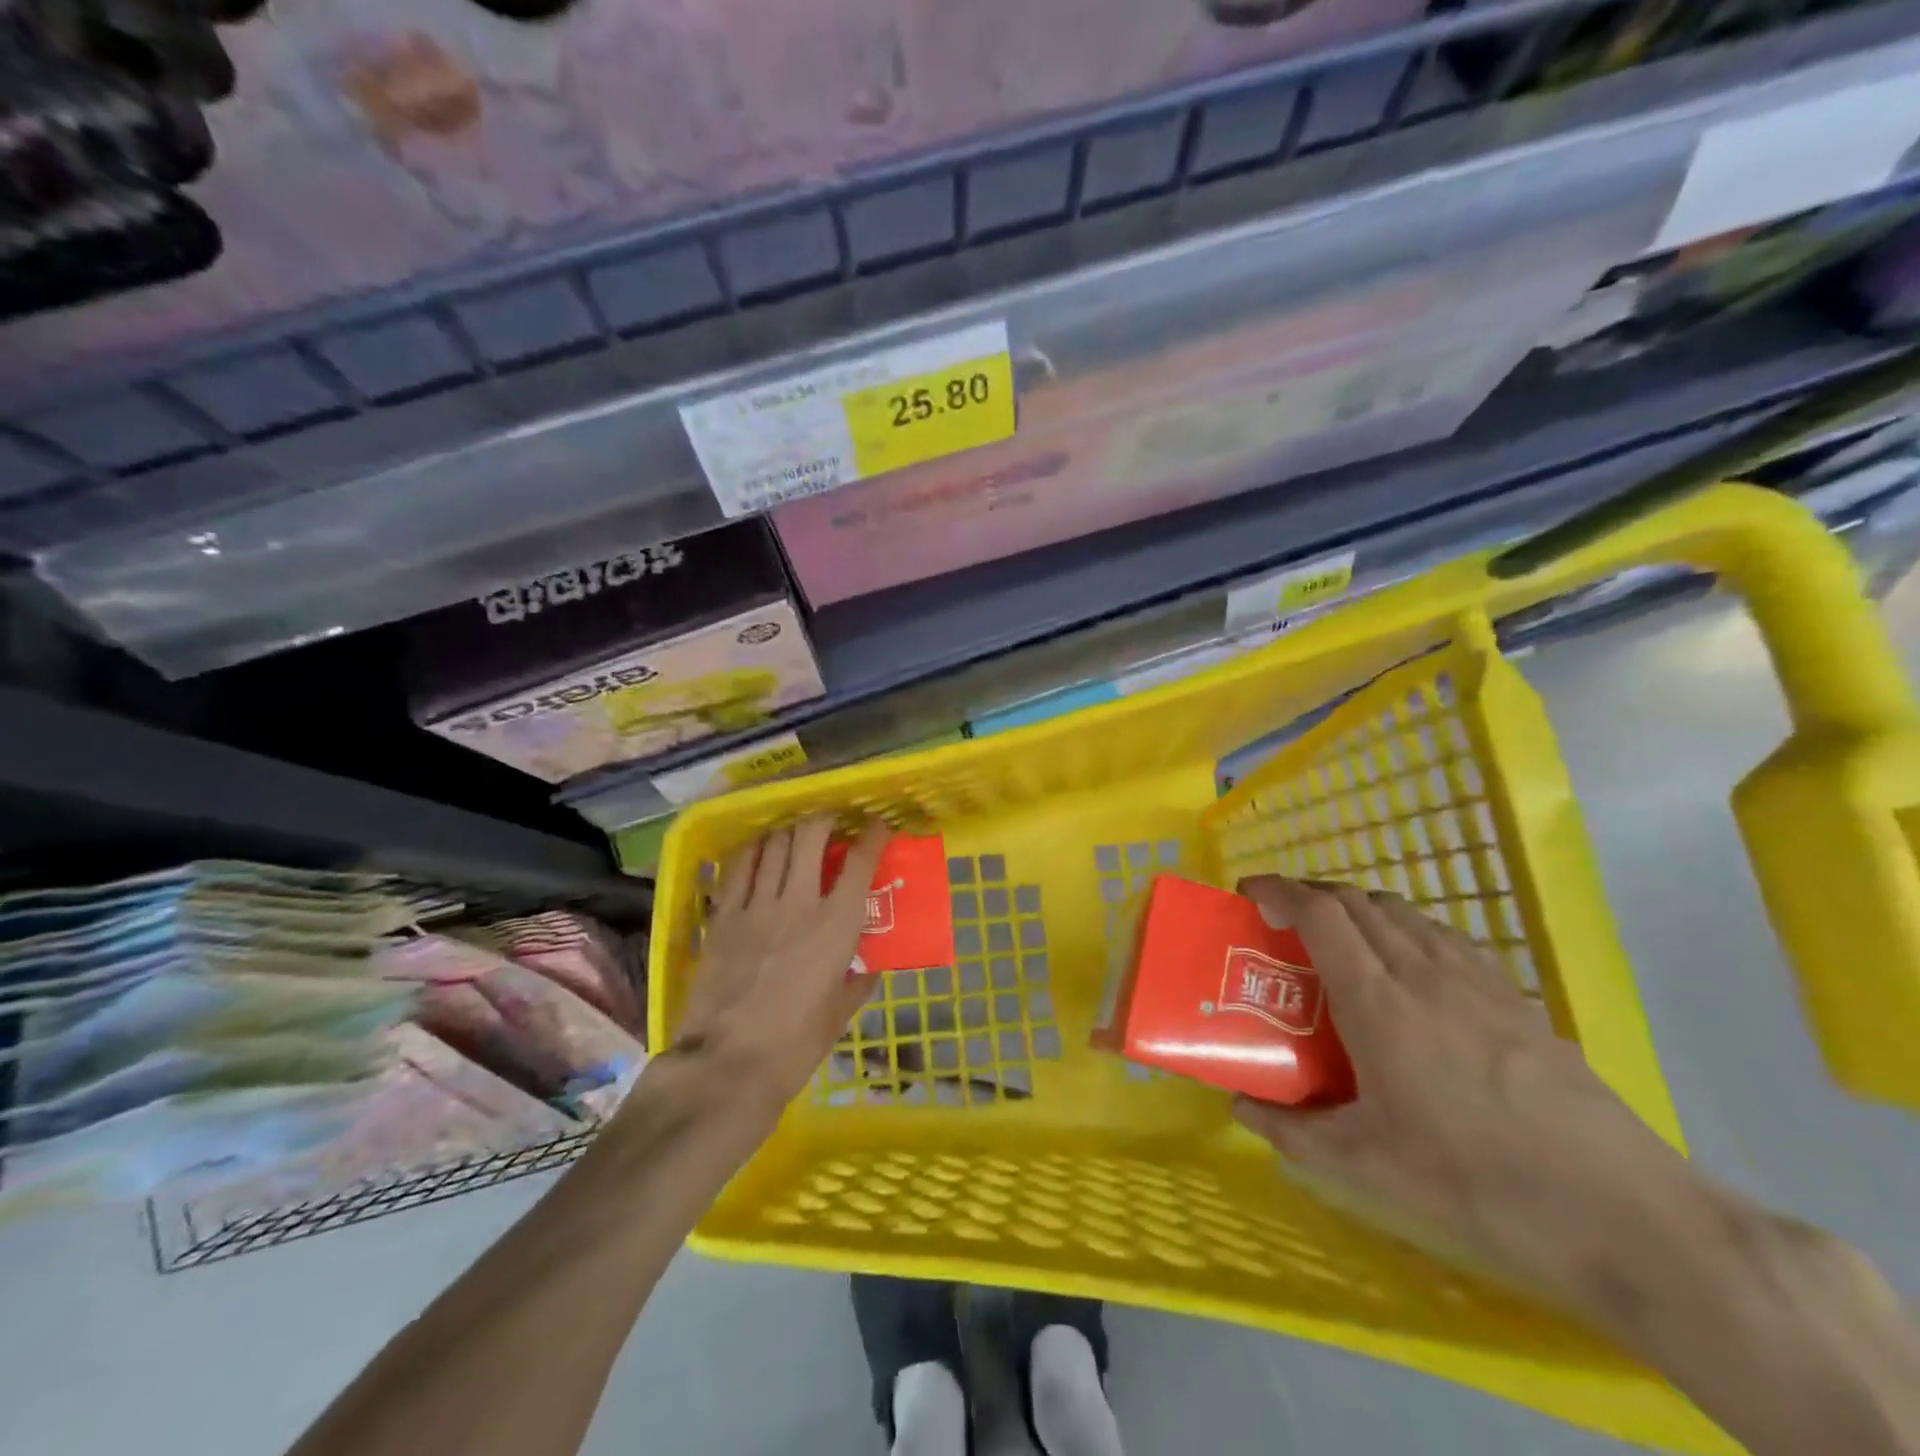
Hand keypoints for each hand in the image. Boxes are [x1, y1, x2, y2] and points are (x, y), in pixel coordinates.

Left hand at [667, 816, 889, 1119]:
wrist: (727, 1065)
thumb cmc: (795, 1045)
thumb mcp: (840, 1014)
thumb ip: (858, 982)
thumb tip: (868, 967)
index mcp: (836, 925)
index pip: (860, 862)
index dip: (873, 835)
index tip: (878, 826)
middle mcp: (798, 902)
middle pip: (810, 835)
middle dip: (824, 818)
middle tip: (831, 822)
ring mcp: (756, 906)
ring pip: (773, 844)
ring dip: (788, 830)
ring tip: (795, 833)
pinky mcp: (722, 917)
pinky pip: (738, 867)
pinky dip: (753, 850)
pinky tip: (759, 850)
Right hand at [1229, 875, 1715, 1323]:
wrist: (1622, 1211)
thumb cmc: (1476, 1180)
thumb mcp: (1366, 1166)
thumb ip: (1291, 1131)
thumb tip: (1240, 1108)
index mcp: (1377, 1000)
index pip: (1319, 912)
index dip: (1277, 889)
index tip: (1249, 893)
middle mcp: (1421, 970)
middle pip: (1355, 898)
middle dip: (1308, 894)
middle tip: (1282, 920)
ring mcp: (1473, 977)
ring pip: (1400, 910)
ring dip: (1356, 907)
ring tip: (1338, 941)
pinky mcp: (1512, 995)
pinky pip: (1440, 934)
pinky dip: (1403, 928)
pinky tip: (1407, 969)